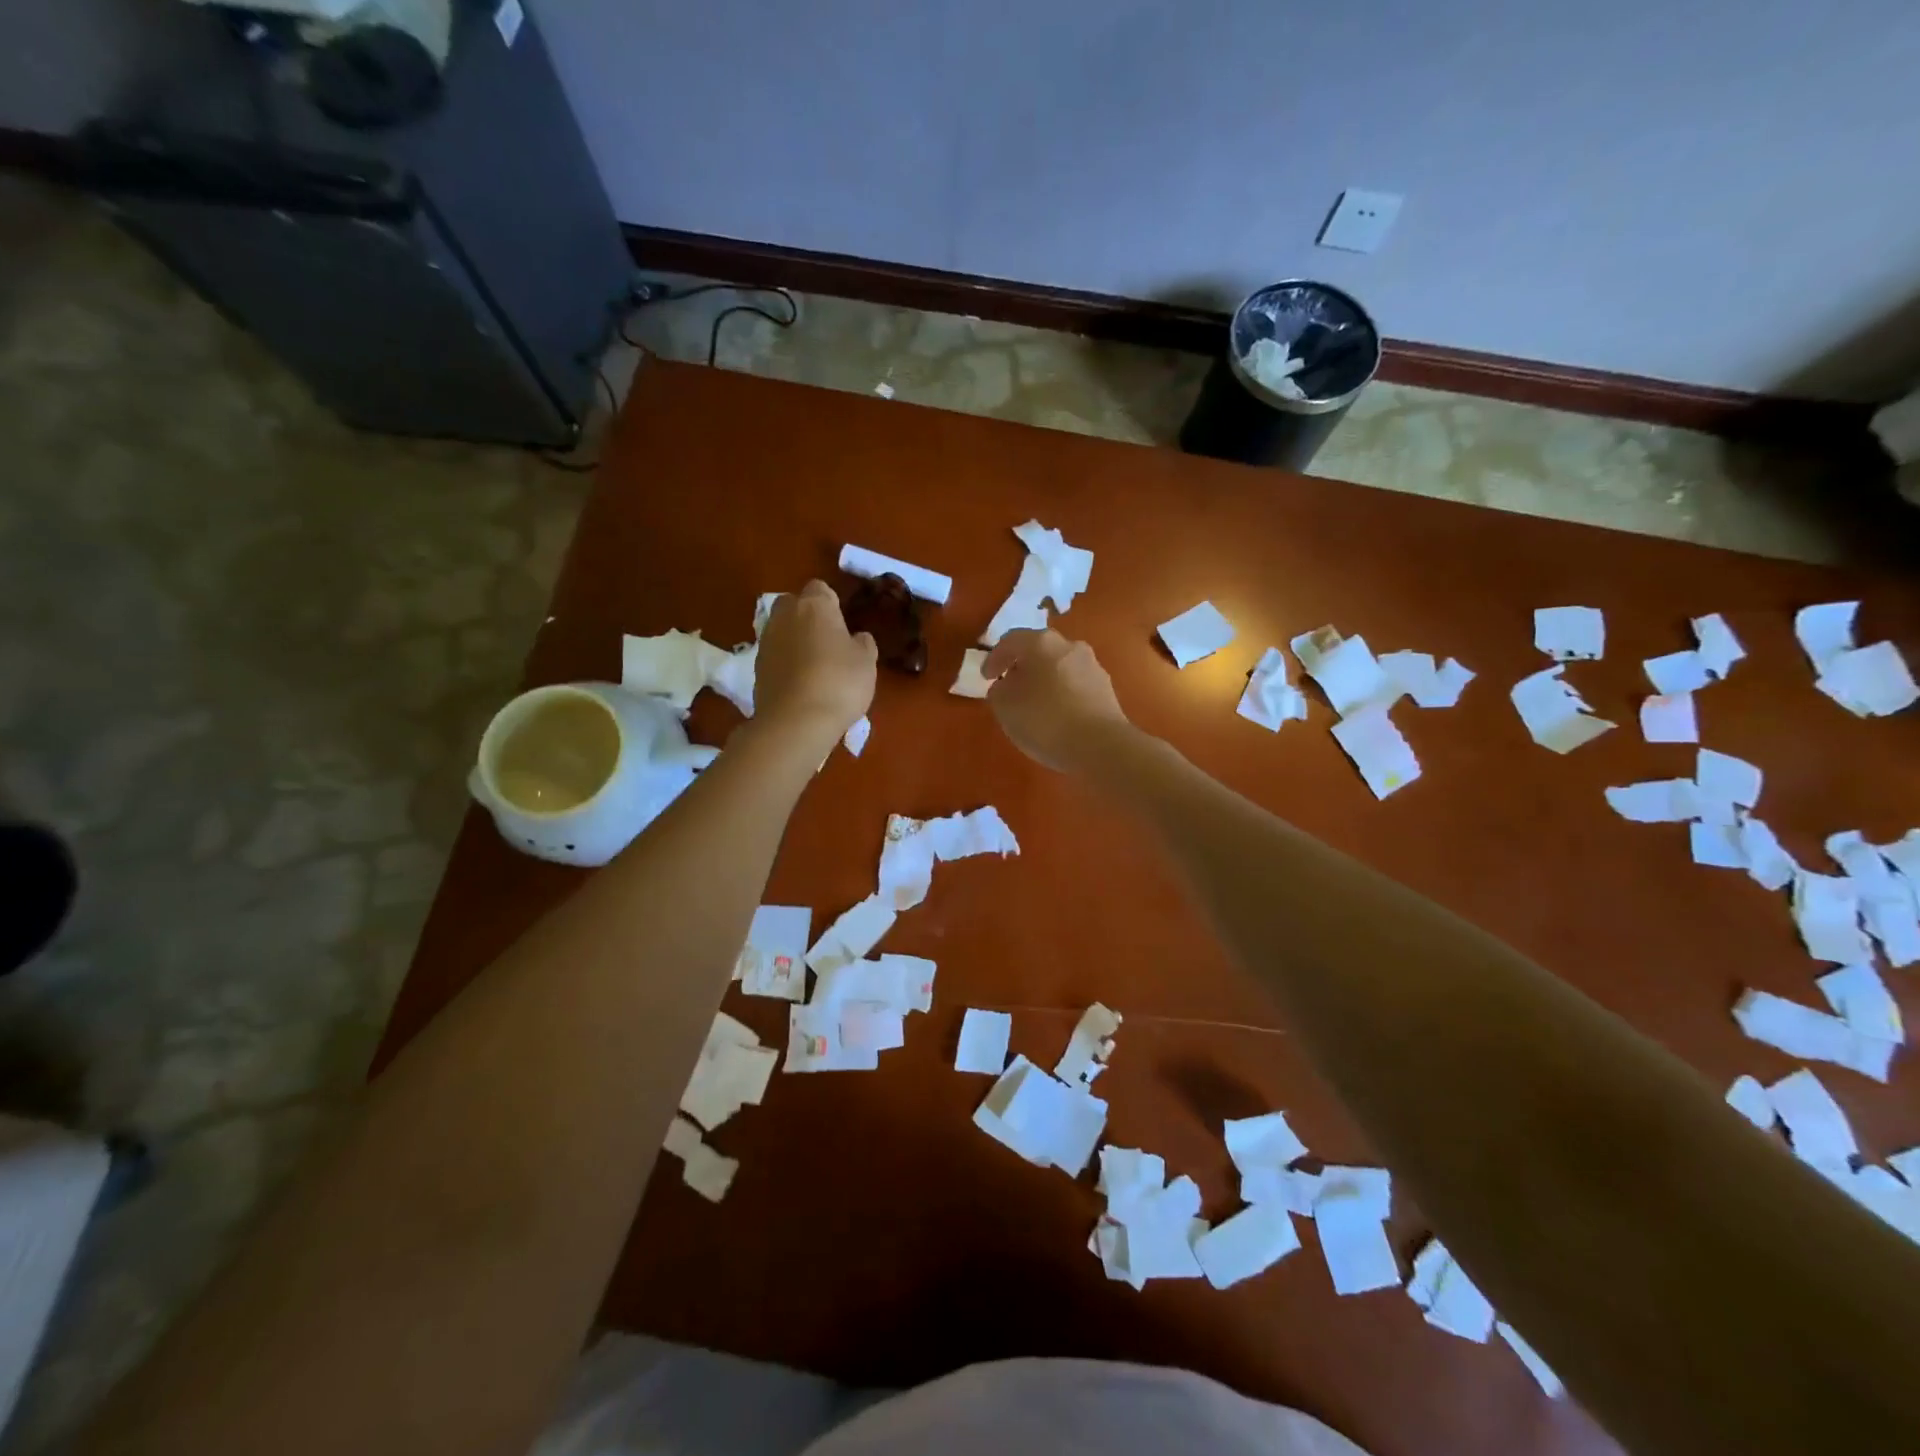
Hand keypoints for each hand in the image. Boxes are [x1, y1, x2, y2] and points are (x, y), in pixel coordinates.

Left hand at [754, 581, 876, 749]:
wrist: (796, 722)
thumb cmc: (839, 683)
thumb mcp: (866, 662)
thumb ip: (862, 644)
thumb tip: (856, 638)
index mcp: (814, 606)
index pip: (820, 588)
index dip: (831, 604)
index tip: (843, 624)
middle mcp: (784, 616)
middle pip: (793, 604)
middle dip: (806, 616)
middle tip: (827, 641)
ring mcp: (766, 642)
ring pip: (781, 630)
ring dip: (794, 640)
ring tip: (814, 666)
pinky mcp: (756, 668)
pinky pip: (775, 656)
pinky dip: (785, 663)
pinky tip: (800, 684)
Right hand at [982, 629, 1132, 772]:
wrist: (1100, 746)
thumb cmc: (1045, 720)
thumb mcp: (1005, 707)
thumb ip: (998, 691)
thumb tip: (1006, 685)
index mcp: (1041, 643)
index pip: (1010, 641)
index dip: (994, 658)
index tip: (986, 678)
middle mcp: (1069, 646)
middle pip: (1039, 650)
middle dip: (1022, 667)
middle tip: (1009, 686)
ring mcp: (1092, 666)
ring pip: (1059, 667)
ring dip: (1044, 680)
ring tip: (1033, 704)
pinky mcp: (1106, 688)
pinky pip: (1075, 684)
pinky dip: (1061, 693)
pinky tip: (1057, 715)